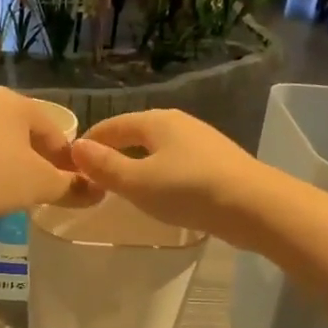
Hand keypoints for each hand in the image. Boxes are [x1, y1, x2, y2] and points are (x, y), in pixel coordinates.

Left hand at [0, 87, 97, 222]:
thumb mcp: (44, 185)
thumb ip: (71, 186)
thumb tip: (95, 192)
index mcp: (15, 104)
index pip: (51, 130)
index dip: (65, 157)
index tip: (72, 180)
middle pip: (17, 131)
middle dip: (31, 154)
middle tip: (41, 183)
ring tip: (3, 178)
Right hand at [70, 110, 270, 245]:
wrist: (255, 206)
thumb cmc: (189, 190)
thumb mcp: (138, 182)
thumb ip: (105, 166)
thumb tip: (76, 148)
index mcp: (157, 121)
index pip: (113, 125)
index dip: (91, 141)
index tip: (73, 161)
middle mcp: (180, 123)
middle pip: (137, 133)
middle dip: (115, 150)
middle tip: (96, 174)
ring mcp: (203, 142)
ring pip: (159, 148)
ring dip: (139, 162)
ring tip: (126, 185)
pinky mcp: (219, 163)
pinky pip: (178, 162)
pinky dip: (161, 172)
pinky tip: (162, 192)